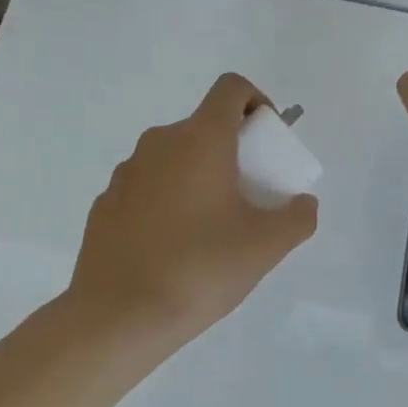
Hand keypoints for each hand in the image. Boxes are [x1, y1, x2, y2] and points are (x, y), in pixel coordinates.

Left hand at [64, 73, 317, 343]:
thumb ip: (299, 217)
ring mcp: (126, 173)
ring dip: (199, 176)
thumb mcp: (267, 246)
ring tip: (212, 229)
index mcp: (201, 140)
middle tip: (249, 196)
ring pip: (175, 158)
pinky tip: (174, 247)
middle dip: (234, 151)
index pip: (232, 88)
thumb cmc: (200, 268)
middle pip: (205, 126)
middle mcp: (159, 143)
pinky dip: (168, 201)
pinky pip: (148, 187)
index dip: (258, 102)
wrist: (118, 318)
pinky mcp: (104, 204)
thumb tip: (303, 203)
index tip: (268, 144)